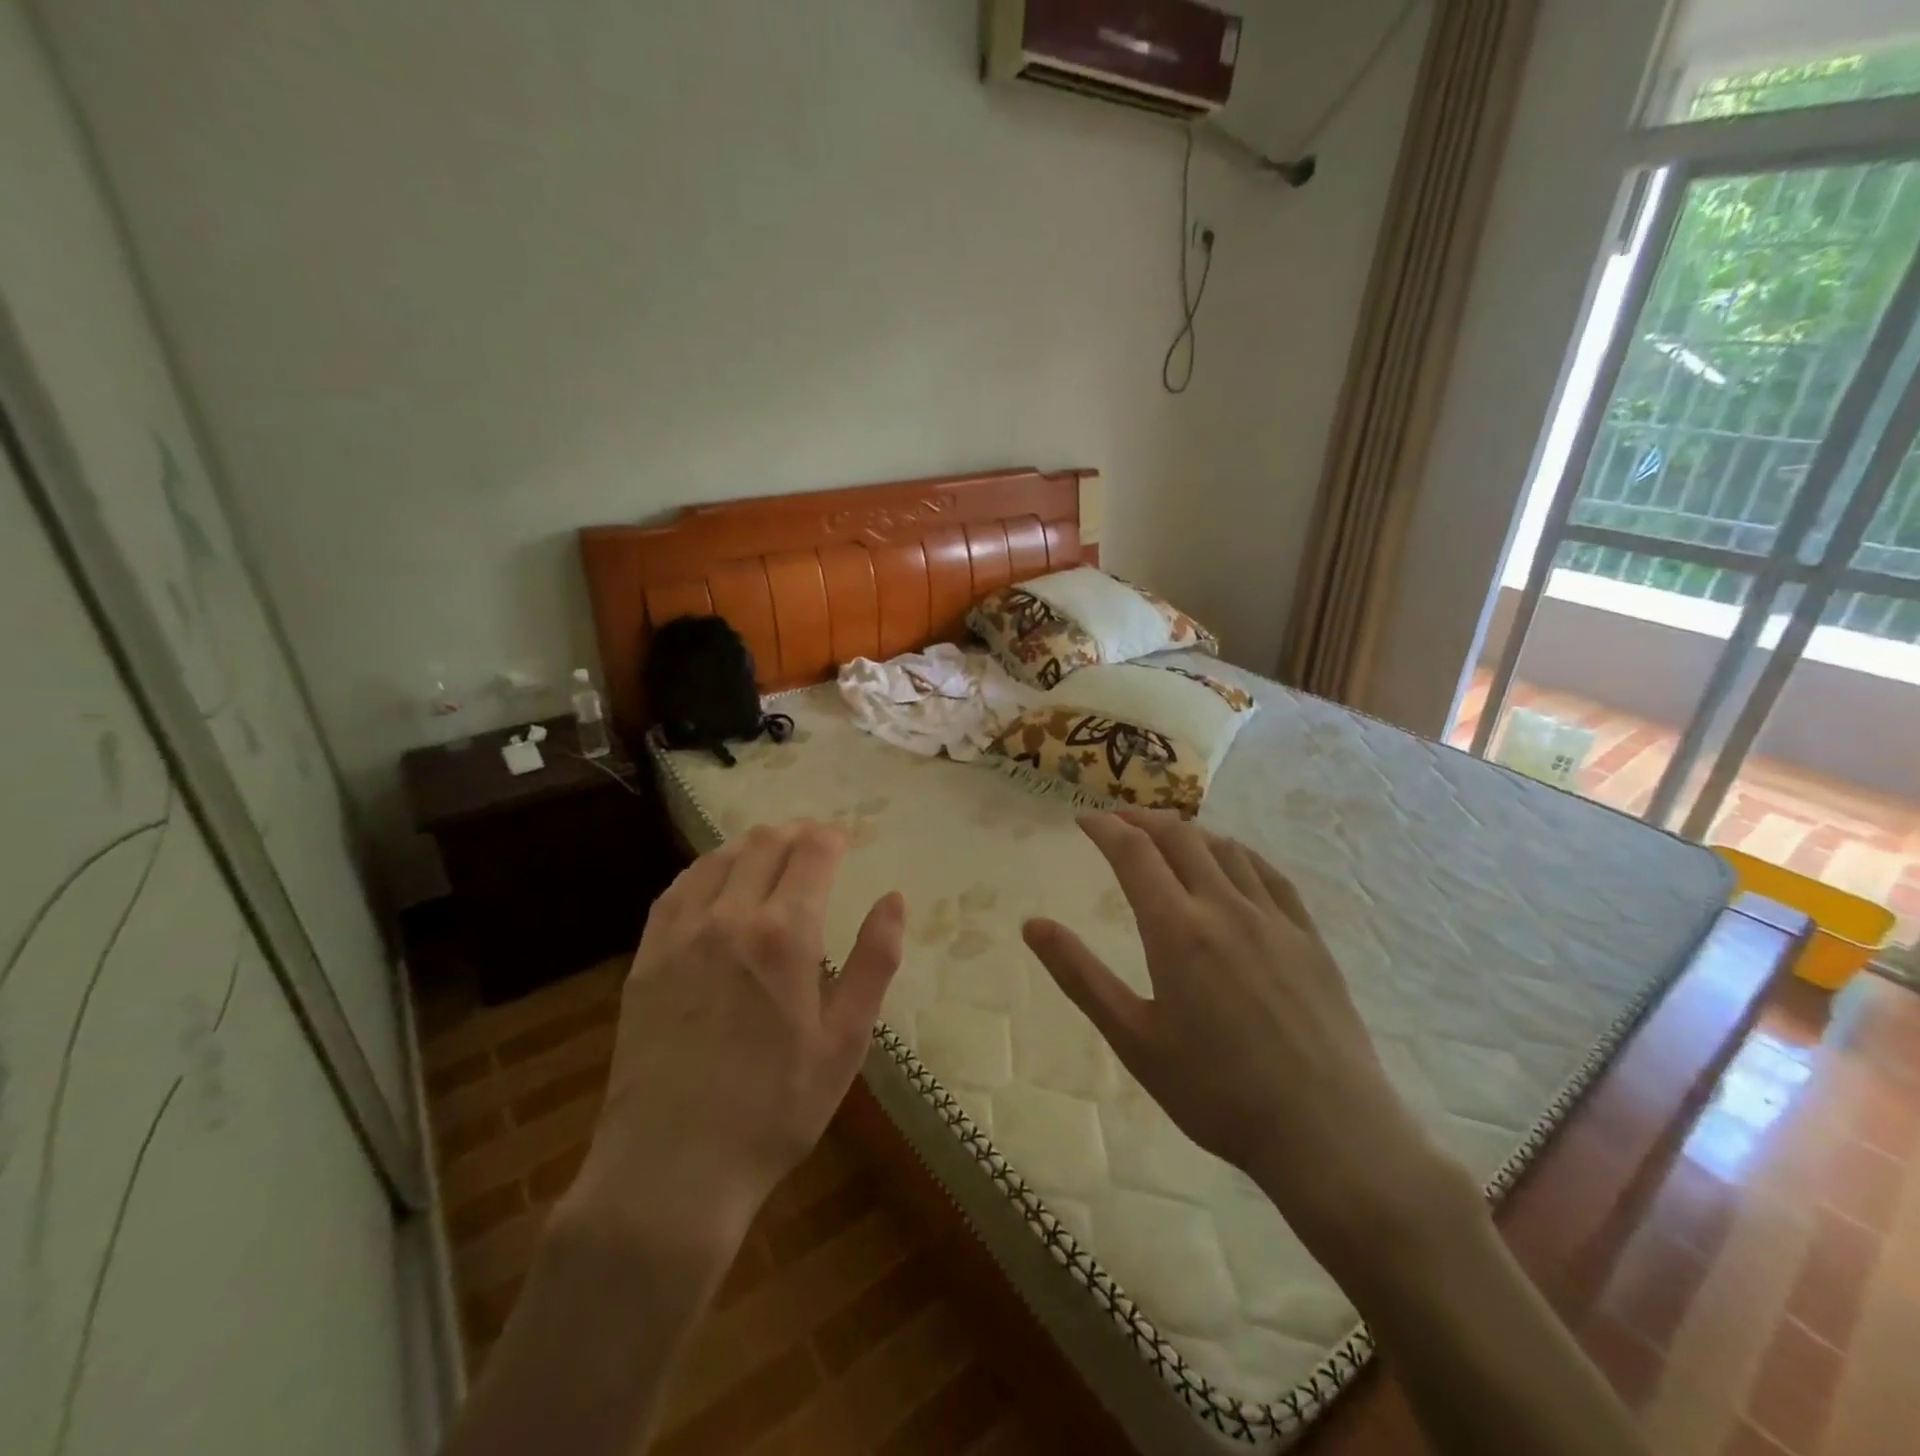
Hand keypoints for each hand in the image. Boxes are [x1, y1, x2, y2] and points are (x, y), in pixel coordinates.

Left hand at [563, 821, 904, 1260]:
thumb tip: (894, 899)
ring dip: (751, 844)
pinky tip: (714, 880)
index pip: (811, 852)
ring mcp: (679, 934)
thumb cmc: (775, 1109)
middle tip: (814, 841)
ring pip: (718, 859)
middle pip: (764, 844)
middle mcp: (728, 916)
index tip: (845, 838)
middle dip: (795, 832)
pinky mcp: (646, 957)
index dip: (832, 836)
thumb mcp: (845, 1041)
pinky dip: (705, 870)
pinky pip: (677, 890)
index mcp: (783, 933)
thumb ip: (873, 962)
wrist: (671, 1169)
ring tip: (771, 852)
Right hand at [1023, 809, 1466, 1265]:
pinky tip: (1232, 862)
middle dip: (1142, 819)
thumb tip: (1032, 925)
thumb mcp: (1133, 1039)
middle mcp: (1225, 907)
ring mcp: (1274, 918)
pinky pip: (1269, 874)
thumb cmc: (1216, 1092)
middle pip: (1179, 837)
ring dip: (1188, 831)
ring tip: (1166, 836)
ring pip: (1225, 849)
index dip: (1106, 828)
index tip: (1083, 819)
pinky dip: (1238, 853)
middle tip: (1117, 820)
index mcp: (1177, 930)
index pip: (1134, 853)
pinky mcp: (1309, 937)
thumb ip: (1080, 975)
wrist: (1328, 1134)